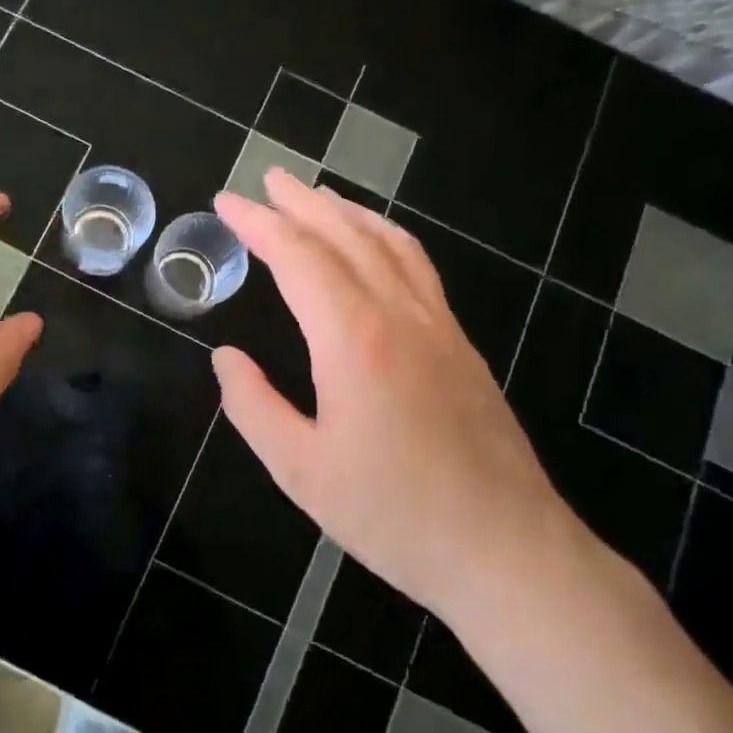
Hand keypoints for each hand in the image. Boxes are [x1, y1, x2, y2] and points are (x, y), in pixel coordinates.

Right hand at [211, 169, 582, 622]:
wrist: (507, 552)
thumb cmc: (394, 516)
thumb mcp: (300, 470)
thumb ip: (253, 406)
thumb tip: (225, 358)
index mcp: (355, 340)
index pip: (299, 258)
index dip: (259, 225)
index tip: (226, 202)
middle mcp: (400, 316)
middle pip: (347, 236)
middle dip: (302, 202)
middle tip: (267, 179)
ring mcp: (439, 327)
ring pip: (391, 244)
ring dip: (348, 211)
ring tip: (316, 196)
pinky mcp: (461, 346)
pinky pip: (418, 268)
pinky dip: (386, 237)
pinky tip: (375, 245)